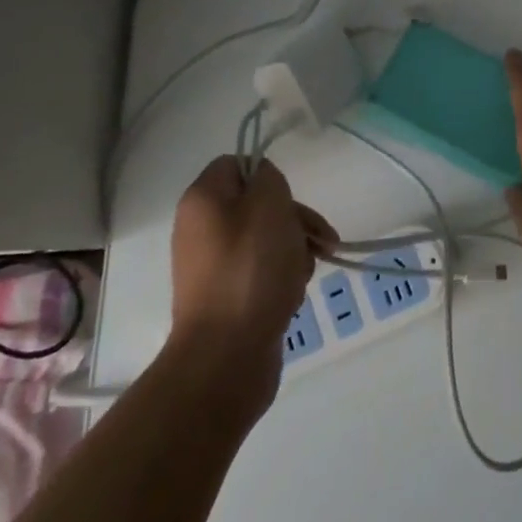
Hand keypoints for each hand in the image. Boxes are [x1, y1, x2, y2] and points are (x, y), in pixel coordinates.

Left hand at [168, 158, 337, 397]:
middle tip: (320, 238)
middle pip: (256, 204)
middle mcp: (201, 228)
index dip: (268, 175)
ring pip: (265, 239)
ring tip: (305, 272)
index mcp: (203, 200)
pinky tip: (293, 294)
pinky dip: (281, 277)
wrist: (226, 358)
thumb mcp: (269, 205)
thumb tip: (264, 182)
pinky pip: (260, 272)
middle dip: (293, 218)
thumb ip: (269, 178)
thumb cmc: (250, 270)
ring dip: (293, 249)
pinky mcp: (227, 298)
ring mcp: (212, 266)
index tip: (288, 198)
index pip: (236, 164)